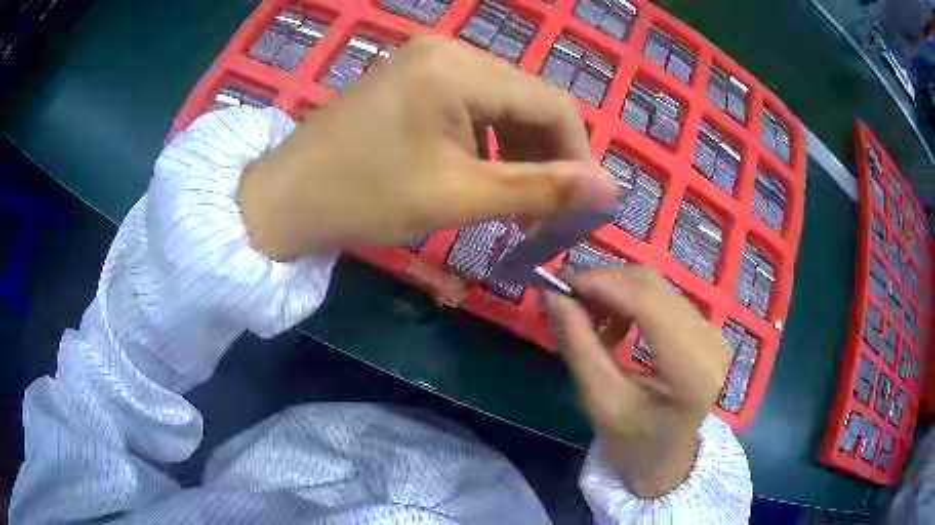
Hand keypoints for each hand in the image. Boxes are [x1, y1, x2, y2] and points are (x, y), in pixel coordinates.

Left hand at [238, 35, 618, 260]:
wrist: (284, 200)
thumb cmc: (363, 198)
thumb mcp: (459, 197)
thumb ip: (541, 191)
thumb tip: (611, 189)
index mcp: (460, 68)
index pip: (552, 104)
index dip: (578, 156)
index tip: (581, 207)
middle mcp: (449, 49)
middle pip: (527, 101)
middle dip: (546, 158)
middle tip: (544, 215)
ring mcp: (426, 60)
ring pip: (500, 104)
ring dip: (517, 153)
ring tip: (513, 204)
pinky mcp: (411, 78)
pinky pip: (470, 105)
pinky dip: (485, 142)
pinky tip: (479, 175)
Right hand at [545, 266, 729, 497]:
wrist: (667, 460)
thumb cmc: (632, 442)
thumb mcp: (599, 401)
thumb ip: (578, 345)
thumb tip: (552, 294)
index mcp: (691, 370)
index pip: (648, 303)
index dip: (602, 283)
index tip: (559, 282)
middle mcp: (710, 341)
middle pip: (652, 286)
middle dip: (604, 284)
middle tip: (566, 298)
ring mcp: (712, 332)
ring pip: (657, 286)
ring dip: (616, 291)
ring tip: (588, 315)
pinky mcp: (706, 329)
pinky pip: (664, 297)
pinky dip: (631, 301)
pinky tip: (616, 325)